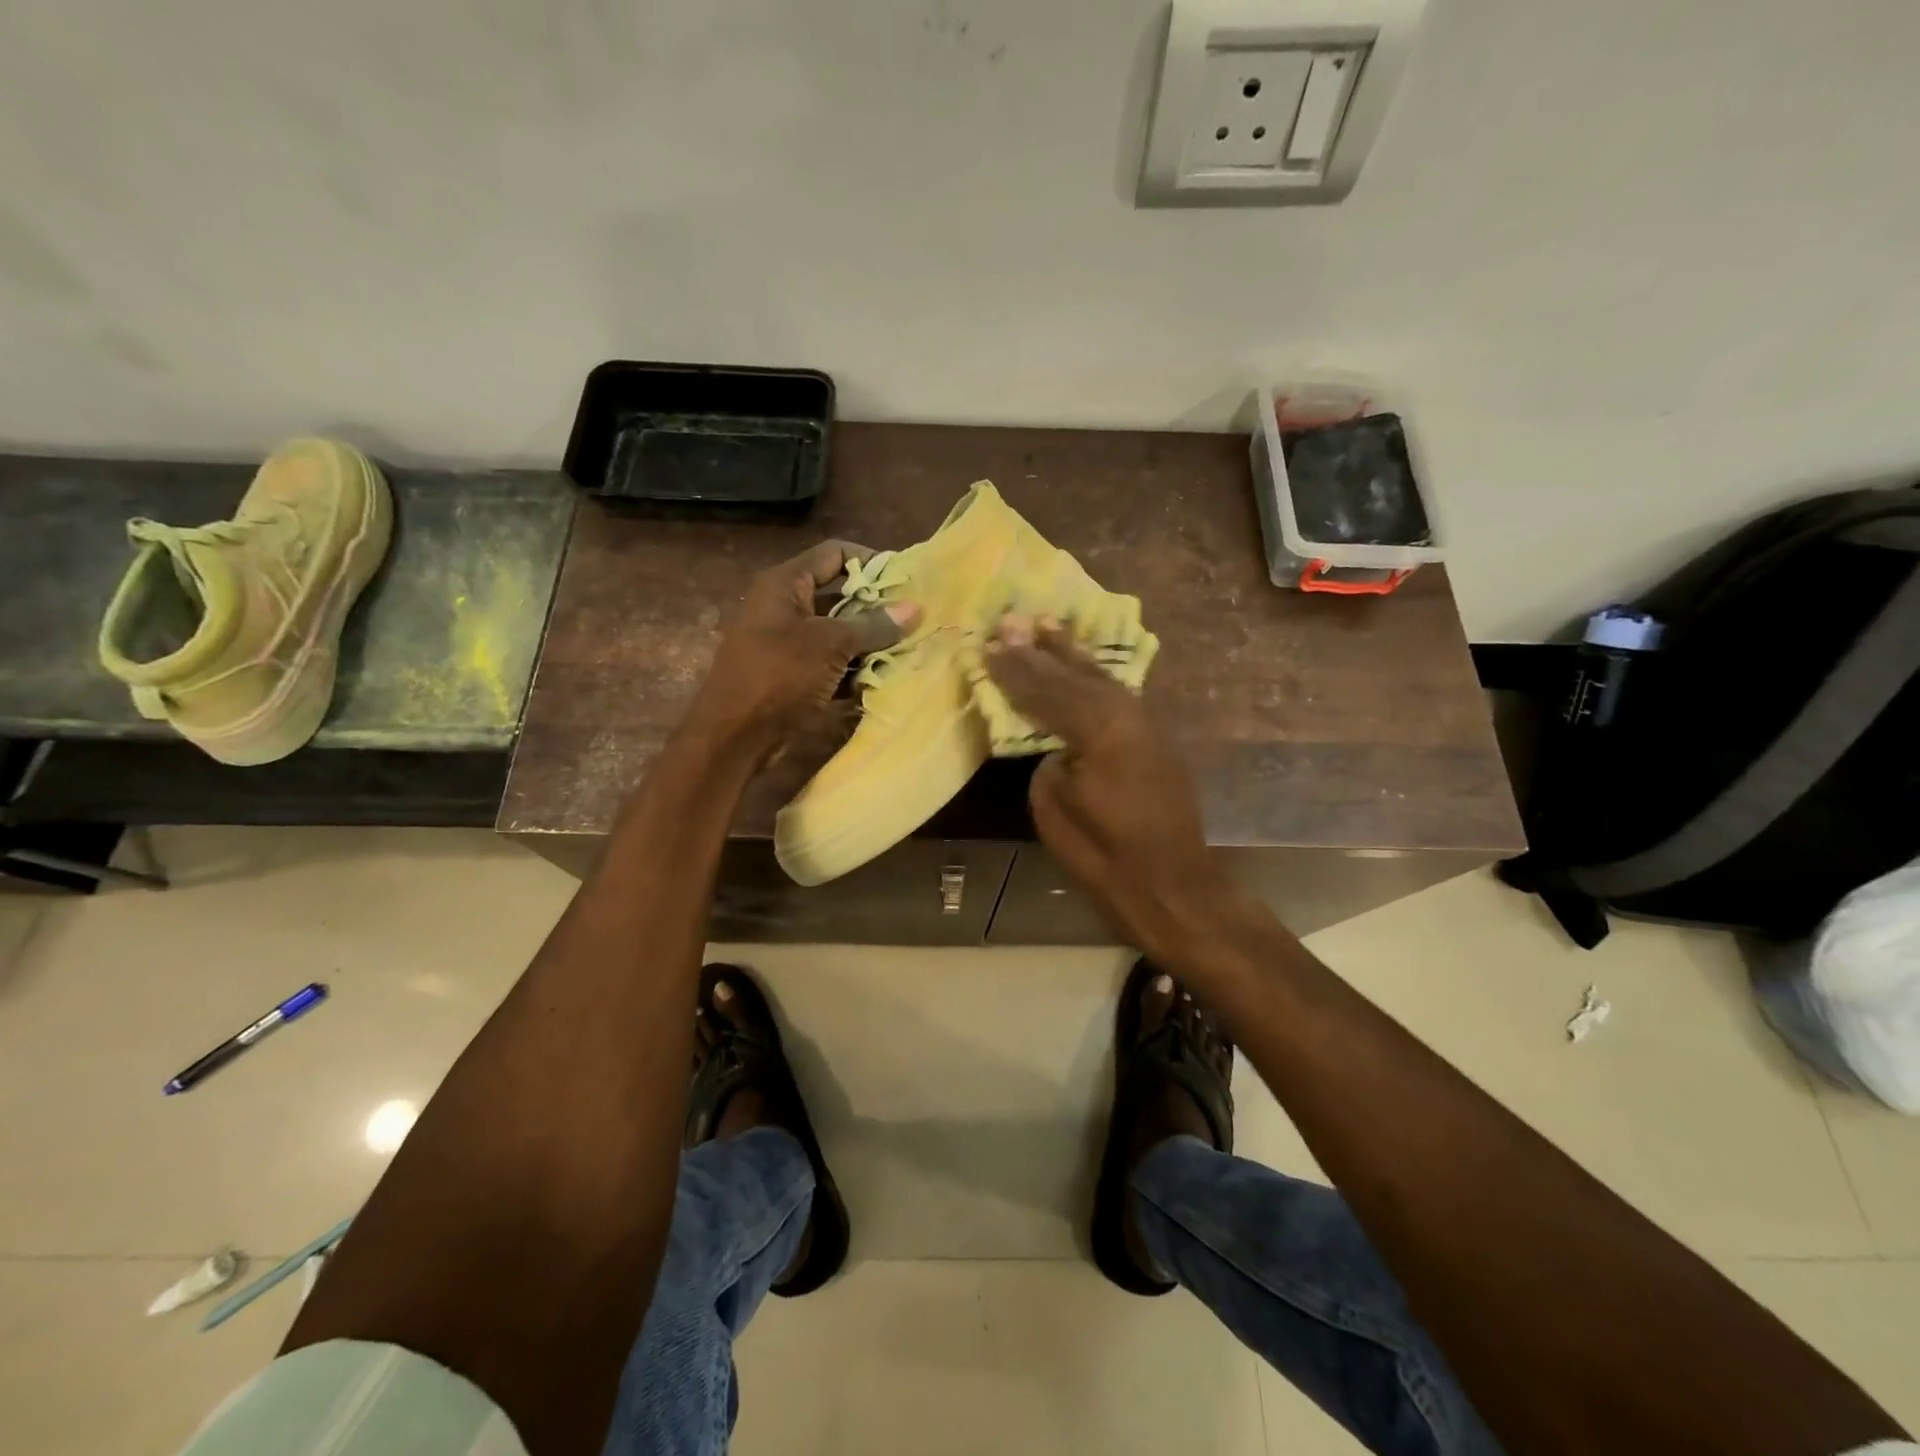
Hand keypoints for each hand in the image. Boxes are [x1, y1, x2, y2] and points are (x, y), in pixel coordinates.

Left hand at [687, 540, 919, 759]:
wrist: (733, 736)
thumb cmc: (779, 676)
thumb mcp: (830, 645)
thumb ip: (873, 625)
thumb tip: (914, 608)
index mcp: (784, 584)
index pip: (834, 553)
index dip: (870, 561)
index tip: (905, 581)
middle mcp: (783, 607)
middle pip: (839, 594)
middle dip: (876, 608)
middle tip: (913, 620)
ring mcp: (786, 643)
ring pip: (836, 632)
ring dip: (868, 642)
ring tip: (905, 649)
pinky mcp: (791, 675)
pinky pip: (829, 663)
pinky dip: (852, 669)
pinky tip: (881, 678)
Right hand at [984, 617, 1236, 956]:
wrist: (1172, 885)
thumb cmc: (1104, 857)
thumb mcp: (1054, 809)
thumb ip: (1048, 761)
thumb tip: (1055, 743)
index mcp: (1098, 729)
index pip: (1046, 691)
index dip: (1015, 670)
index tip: (990, 644)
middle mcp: (1125, 714)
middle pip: (1074, 676)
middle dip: (1040, 650)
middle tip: (1013, 620)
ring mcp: (1146, 724)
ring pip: (1101, 678)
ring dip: (1072, 654)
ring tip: (1048, 625)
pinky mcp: (1155, 738)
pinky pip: (1119, 694)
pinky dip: (1096, 676)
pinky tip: (1085, 665)